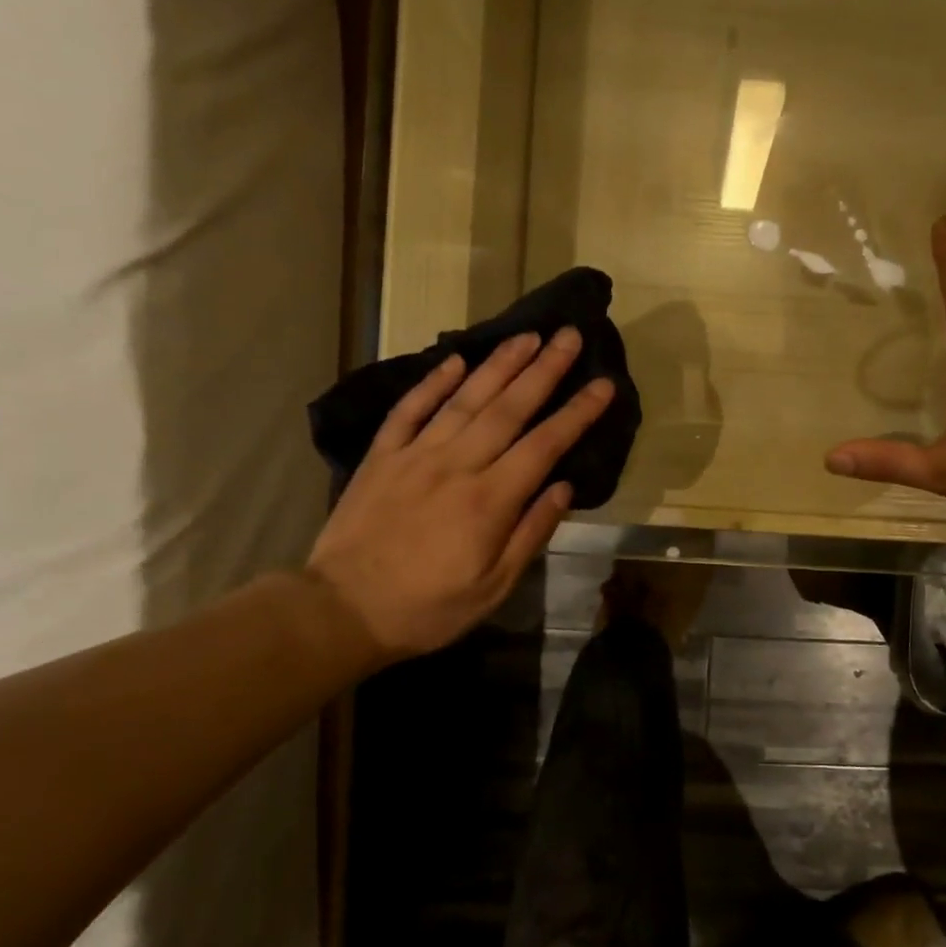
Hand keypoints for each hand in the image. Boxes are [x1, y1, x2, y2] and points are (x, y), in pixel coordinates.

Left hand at [306, 329, 612, 667]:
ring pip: (464, 399)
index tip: (603, 384)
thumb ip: (531, 533)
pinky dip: (433, 383)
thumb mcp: (493, 588)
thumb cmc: (428, 607)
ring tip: (527, 335)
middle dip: (544, 369)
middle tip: (569, 335)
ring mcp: (415, 455)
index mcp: (490, 501)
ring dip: (498, 364)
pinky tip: (455, 361)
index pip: (545, 445)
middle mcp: (457, 465)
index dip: (577, 412)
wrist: (342, 611)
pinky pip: (410, 410)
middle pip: (508, 408)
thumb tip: (564, 487)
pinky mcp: (382, 457)